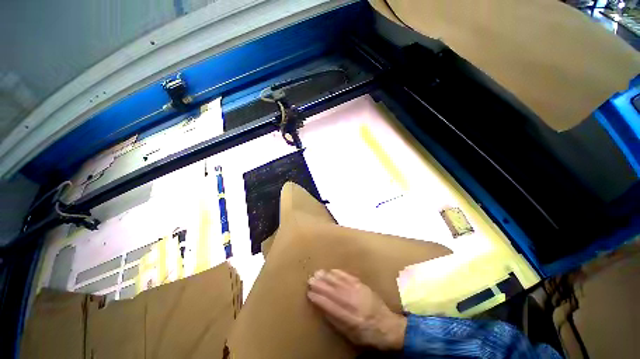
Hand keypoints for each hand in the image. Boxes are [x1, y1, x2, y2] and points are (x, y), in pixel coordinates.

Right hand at [307, 269, 406, 350]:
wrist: (388, 326)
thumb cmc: (368, 335)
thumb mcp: (352, 336)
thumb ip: (337, 322)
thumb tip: (323, 309)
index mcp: (352, 320)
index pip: (332, 307)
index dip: (320, 299)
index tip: (310, 293)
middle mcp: (355, 304)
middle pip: (335, 292)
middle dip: (322, 285)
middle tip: (310, 279)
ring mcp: (360, 293)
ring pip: (341, 283)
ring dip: (328, 277)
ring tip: (318, 272)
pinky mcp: (364, 286)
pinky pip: (350, 277)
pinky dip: (340, 273)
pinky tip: (333, 270)